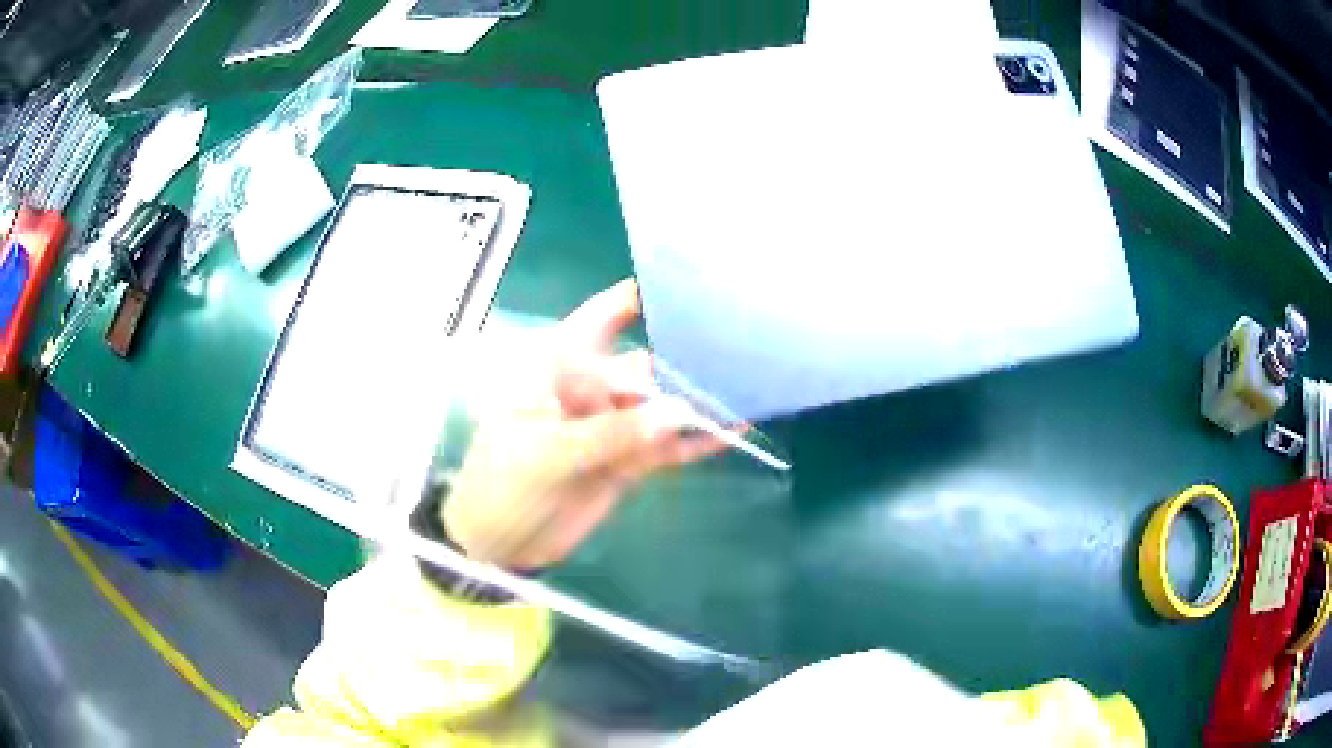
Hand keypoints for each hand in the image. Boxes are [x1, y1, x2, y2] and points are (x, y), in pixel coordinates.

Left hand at [441, 279, 724, 569]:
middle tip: (736, 338)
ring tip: (748, 380)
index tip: (679, 282)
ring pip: (661, 404)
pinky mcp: (627, 461)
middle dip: (682, 350)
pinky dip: (697, 440)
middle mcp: (588, 390)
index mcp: (555, 371)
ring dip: (697, 396)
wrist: (498, 545)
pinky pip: (668, 446)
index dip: (631, 299)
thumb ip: (613, 432)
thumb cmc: (503, 486)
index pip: (596, 322)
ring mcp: (611, 427)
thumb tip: (678, 410)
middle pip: (641, 362)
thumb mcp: (547, 454)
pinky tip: (734, 429)